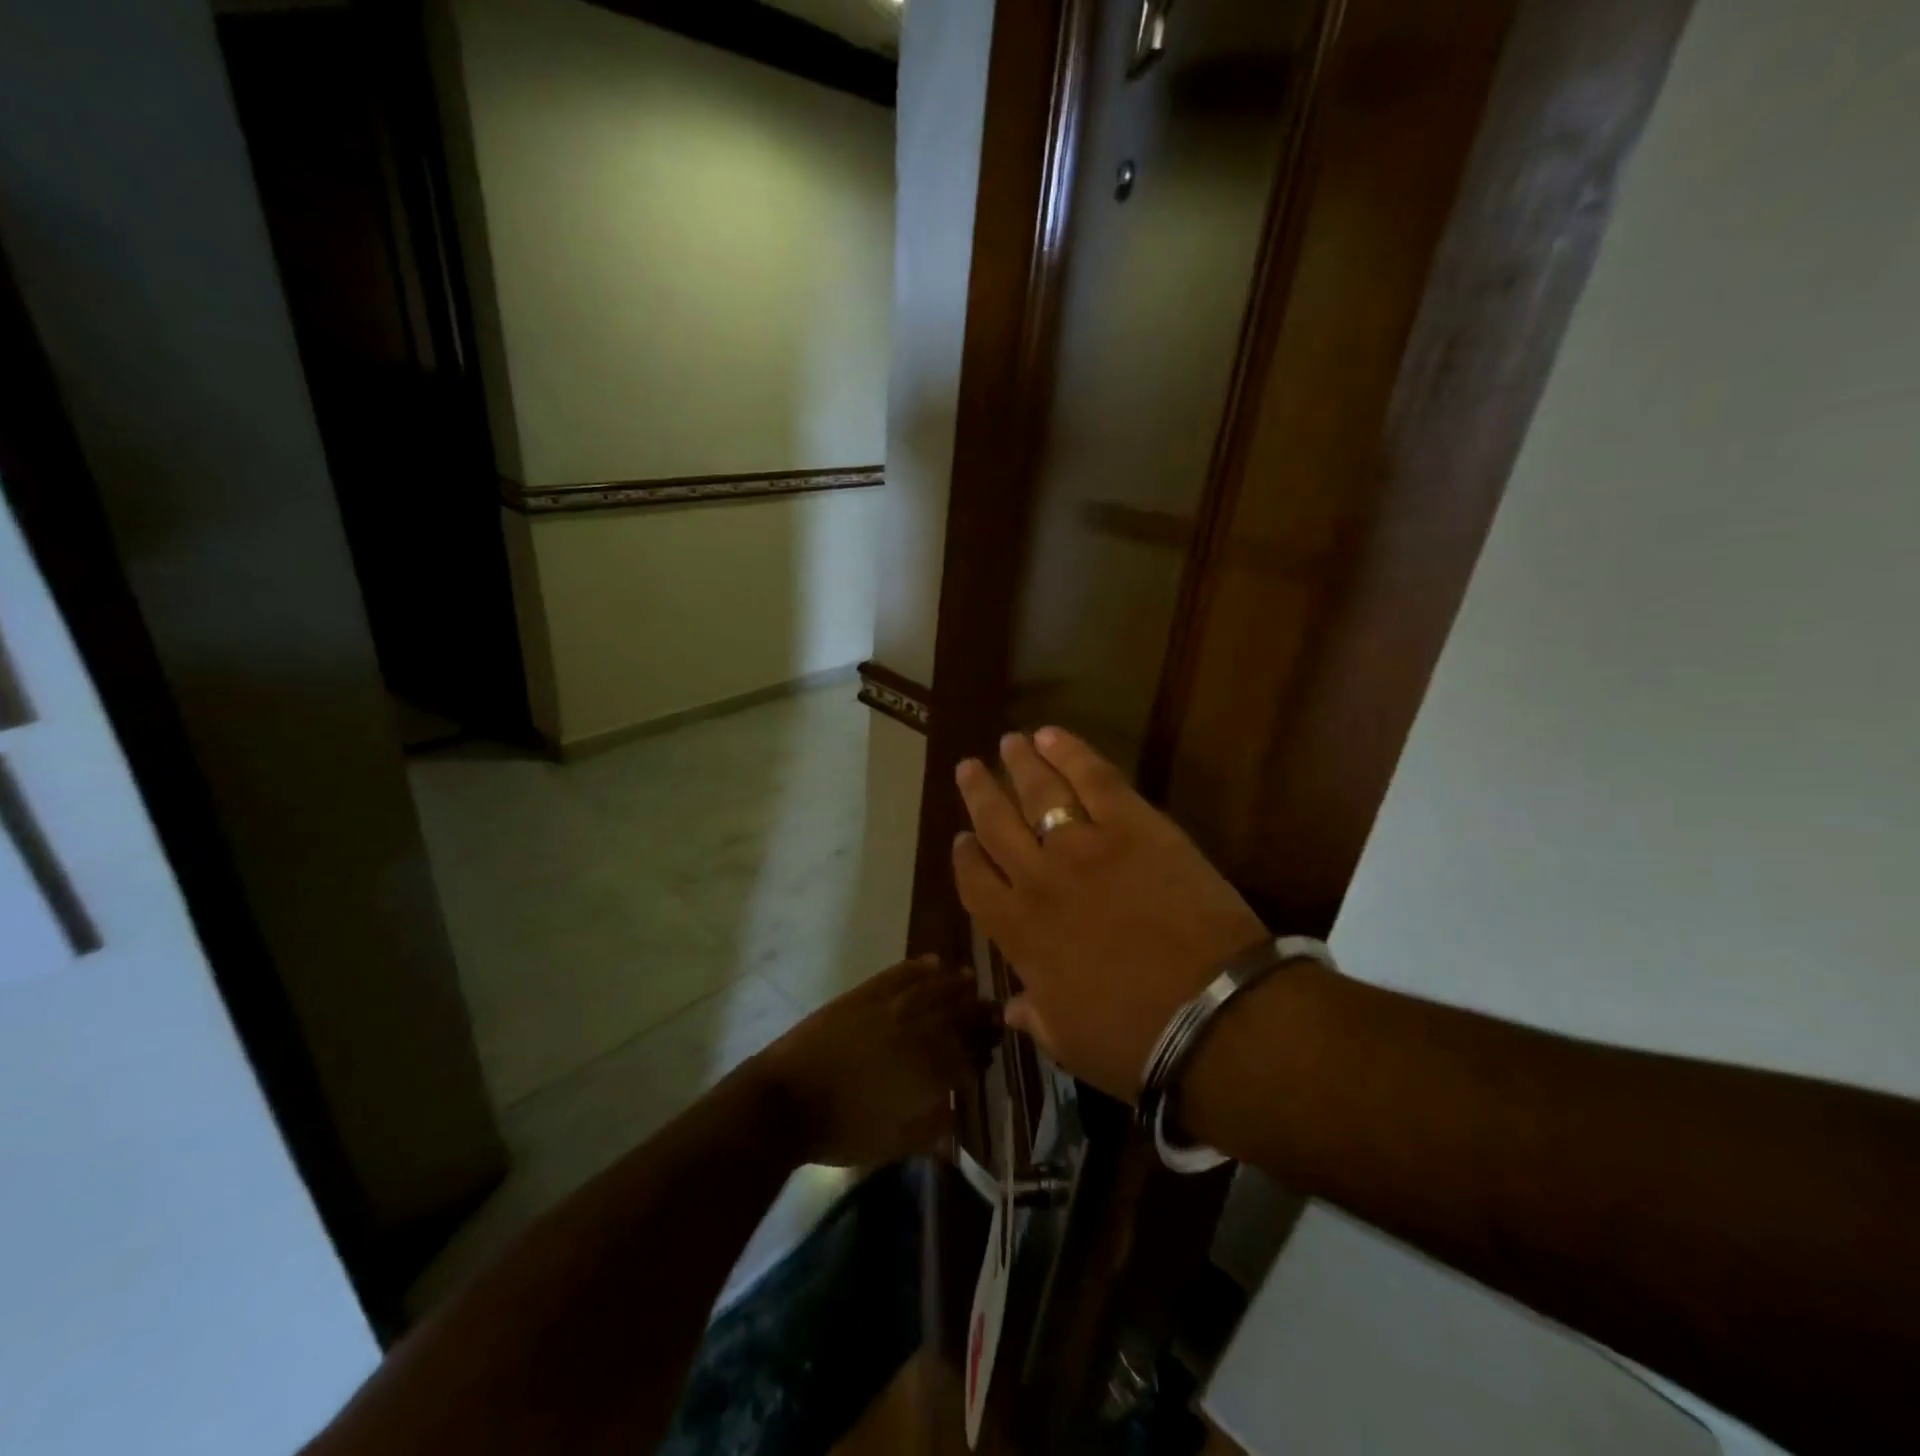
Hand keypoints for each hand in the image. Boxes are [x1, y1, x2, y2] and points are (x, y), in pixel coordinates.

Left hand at [752, 956, 998, 1166]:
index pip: (968, 1056)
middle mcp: (917, 1034)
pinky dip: (918, 967)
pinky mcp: (865, 994)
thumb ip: (930, 1129)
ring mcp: (890, 1009)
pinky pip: (899, 975)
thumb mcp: (892, 1144)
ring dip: (955, 984)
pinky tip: (933, 961)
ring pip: (934, 990)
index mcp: (928, 1073)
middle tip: (993, 1008)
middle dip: (978, 1012)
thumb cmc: (840, 1131)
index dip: (982, 1051)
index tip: (991, 1049)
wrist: (787, 1101)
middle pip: (958, 1017)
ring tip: (970, 979)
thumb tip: (955, 1115)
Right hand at [950, 728, 1268, 1101]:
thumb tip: (1011, 1006)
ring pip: (1039, 792)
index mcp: (1018, 934)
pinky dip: (1071, 752)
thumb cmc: (1137, 1041)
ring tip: (1008, 742)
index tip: (961, 839)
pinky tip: (1053, 735)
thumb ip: (1035, 1016)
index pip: (975, 883)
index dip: (964, 857)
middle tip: (968, 768)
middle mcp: (1039, 880)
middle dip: (979, 795)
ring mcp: (1085, 846)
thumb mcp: (1070, 1042)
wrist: (1214, 1017)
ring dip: (1019, 764)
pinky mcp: (1134, 825)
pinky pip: (1094, 778)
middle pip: (997, 825)